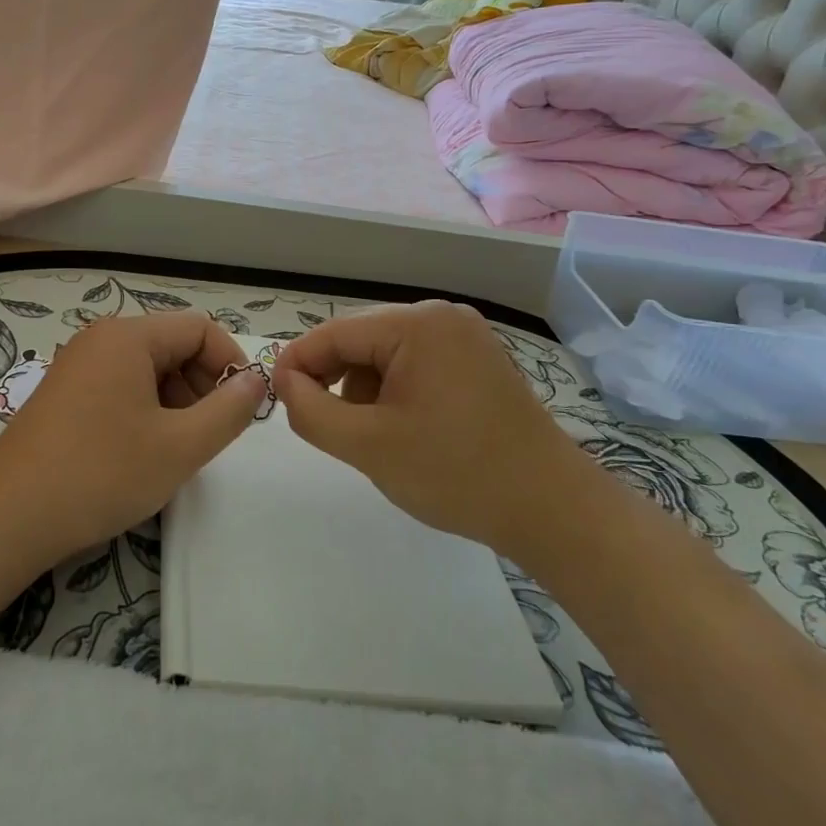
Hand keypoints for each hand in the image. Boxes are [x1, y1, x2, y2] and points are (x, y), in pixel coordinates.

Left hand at [0, 312, 268, 560]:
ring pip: (148, 369)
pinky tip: (143, 451)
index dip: (230, 363)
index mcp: (128, 337)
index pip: (200, 329)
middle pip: (173, 346)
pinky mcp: (65, 393)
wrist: (9, 515)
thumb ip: (229, 411)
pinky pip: (121, 386)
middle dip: (202, 385)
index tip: (242, 409)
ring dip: (176, 401)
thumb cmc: (101, 473)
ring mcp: (78, 365)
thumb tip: (257, 381)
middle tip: (209, 435)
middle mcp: (101, 339)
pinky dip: (146, 410)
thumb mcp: (180, 446)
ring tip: (177, 448)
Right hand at [272, 301, 580, 545]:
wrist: (552, 509)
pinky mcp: (476, 360)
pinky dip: (394, 390)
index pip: (335, 332)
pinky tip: (402, 427)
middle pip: (361, 339)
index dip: (297, 363)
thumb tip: (284, 382)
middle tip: (321, 424)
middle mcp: (441, 316)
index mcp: (417, 324)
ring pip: (385, 352)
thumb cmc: (456, 474)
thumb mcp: (368, 445)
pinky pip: (415, 363)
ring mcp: (464, 336)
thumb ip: (311, 410)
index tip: (274, 397)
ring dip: (364, 388)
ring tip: (372, 434)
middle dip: (334, 379)